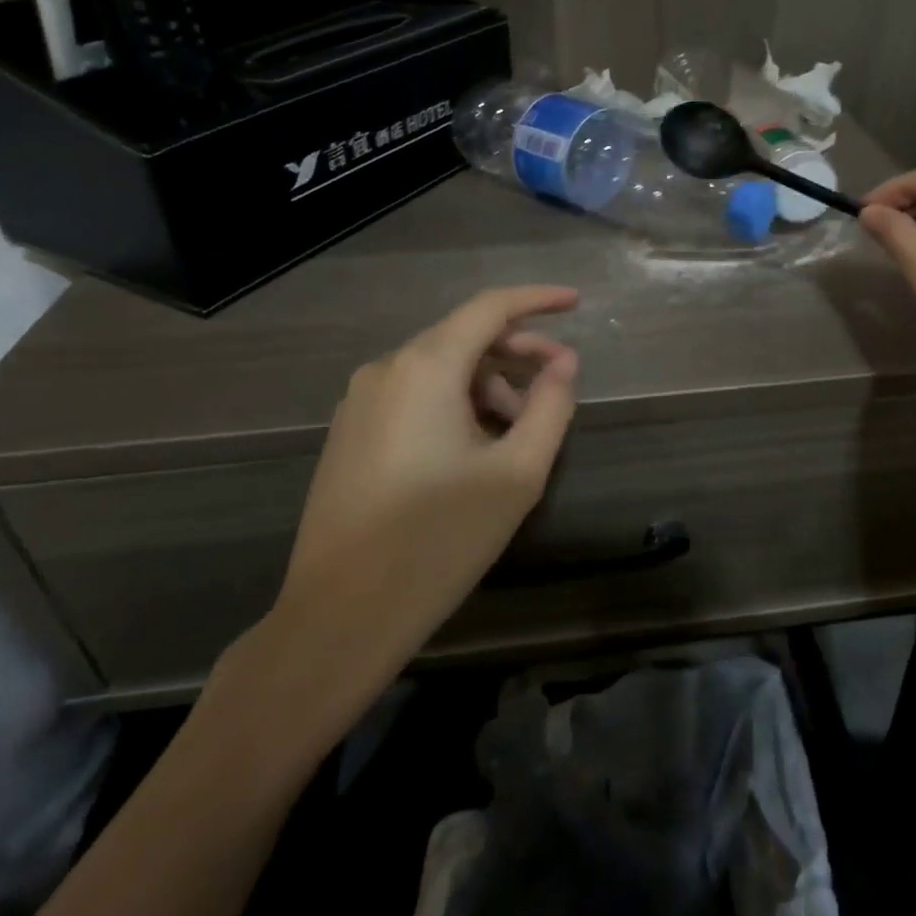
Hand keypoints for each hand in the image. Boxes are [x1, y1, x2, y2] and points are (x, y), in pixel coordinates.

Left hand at [263, 286, 580, 678]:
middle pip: (465, 338)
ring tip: (520, 432)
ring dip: (489, 385)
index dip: (537, 299)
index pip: (489, 308)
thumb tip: (565, 364)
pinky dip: (456, 404)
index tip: (576, 302)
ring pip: (440, 370)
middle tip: (560, 383)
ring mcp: (360, 402)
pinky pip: (414, 396)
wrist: (339, 617)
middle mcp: (386, 370)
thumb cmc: (439, 540)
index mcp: (425, 368)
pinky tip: (477, 448)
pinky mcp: (350, 433)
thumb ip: (551, 407)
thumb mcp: (517, 475)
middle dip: (518, 353)